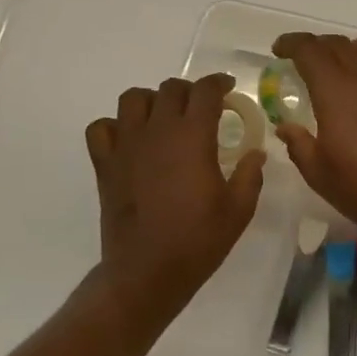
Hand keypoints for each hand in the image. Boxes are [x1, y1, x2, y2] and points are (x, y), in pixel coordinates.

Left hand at [85, 73, 264, 306]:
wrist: (147, 272)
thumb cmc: (198, 240)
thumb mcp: (238, 210)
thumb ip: (250, 175)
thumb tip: (255, 153)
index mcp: (193, 137)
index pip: (205, 90)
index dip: (218, 83)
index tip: (228, 90)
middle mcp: (157, 131)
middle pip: (170, 89)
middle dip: (190, 92)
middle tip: (201, 110)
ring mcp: (126, 145)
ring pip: (133, 99)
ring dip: (152, 102)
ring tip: (164, 119)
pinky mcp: (105, 164)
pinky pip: (101, 128)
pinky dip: (115, 126)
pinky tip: (130, 141)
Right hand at [270, 33, 356, 241]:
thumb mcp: (318, 173)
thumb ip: (298, 143)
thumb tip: (286, 127)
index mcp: (336, 90)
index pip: (310, 50)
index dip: (291, 43)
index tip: (279, 50)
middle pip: (338, 44)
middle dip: (317, 46)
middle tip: (305, 61)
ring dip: (350, 49)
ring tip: (344, 67)